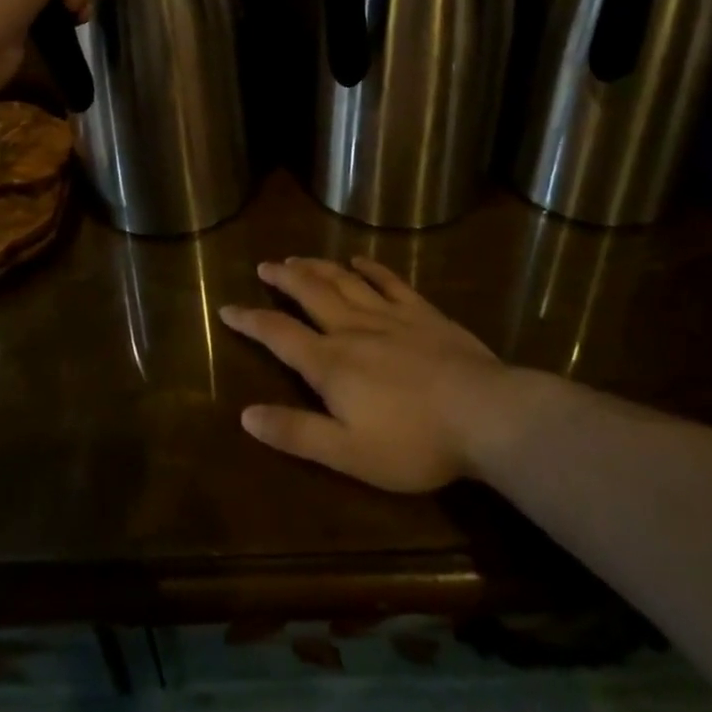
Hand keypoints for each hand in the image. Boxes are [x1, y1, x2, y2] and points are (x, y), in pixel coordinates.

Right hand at [221, 257, 509, 491]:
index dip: (250, 321)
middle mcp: (352, 329)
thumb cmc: (414, 442)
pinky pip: (390, 282)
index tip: (227, 307)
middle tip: (265, 265)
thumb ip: (296, 433)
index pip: (279, 334)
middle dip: (283, 278)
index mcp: (330, 363)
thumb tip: (246, 415)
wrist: (484, 414)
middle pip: (309, 294)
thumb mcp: (348, 453)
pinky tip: (360, 260)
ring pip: (343, 281)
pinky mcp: (423, 312)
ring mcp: (389, 316)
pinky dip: (371, 268)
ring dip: (318, 267)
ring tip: (298, 257)